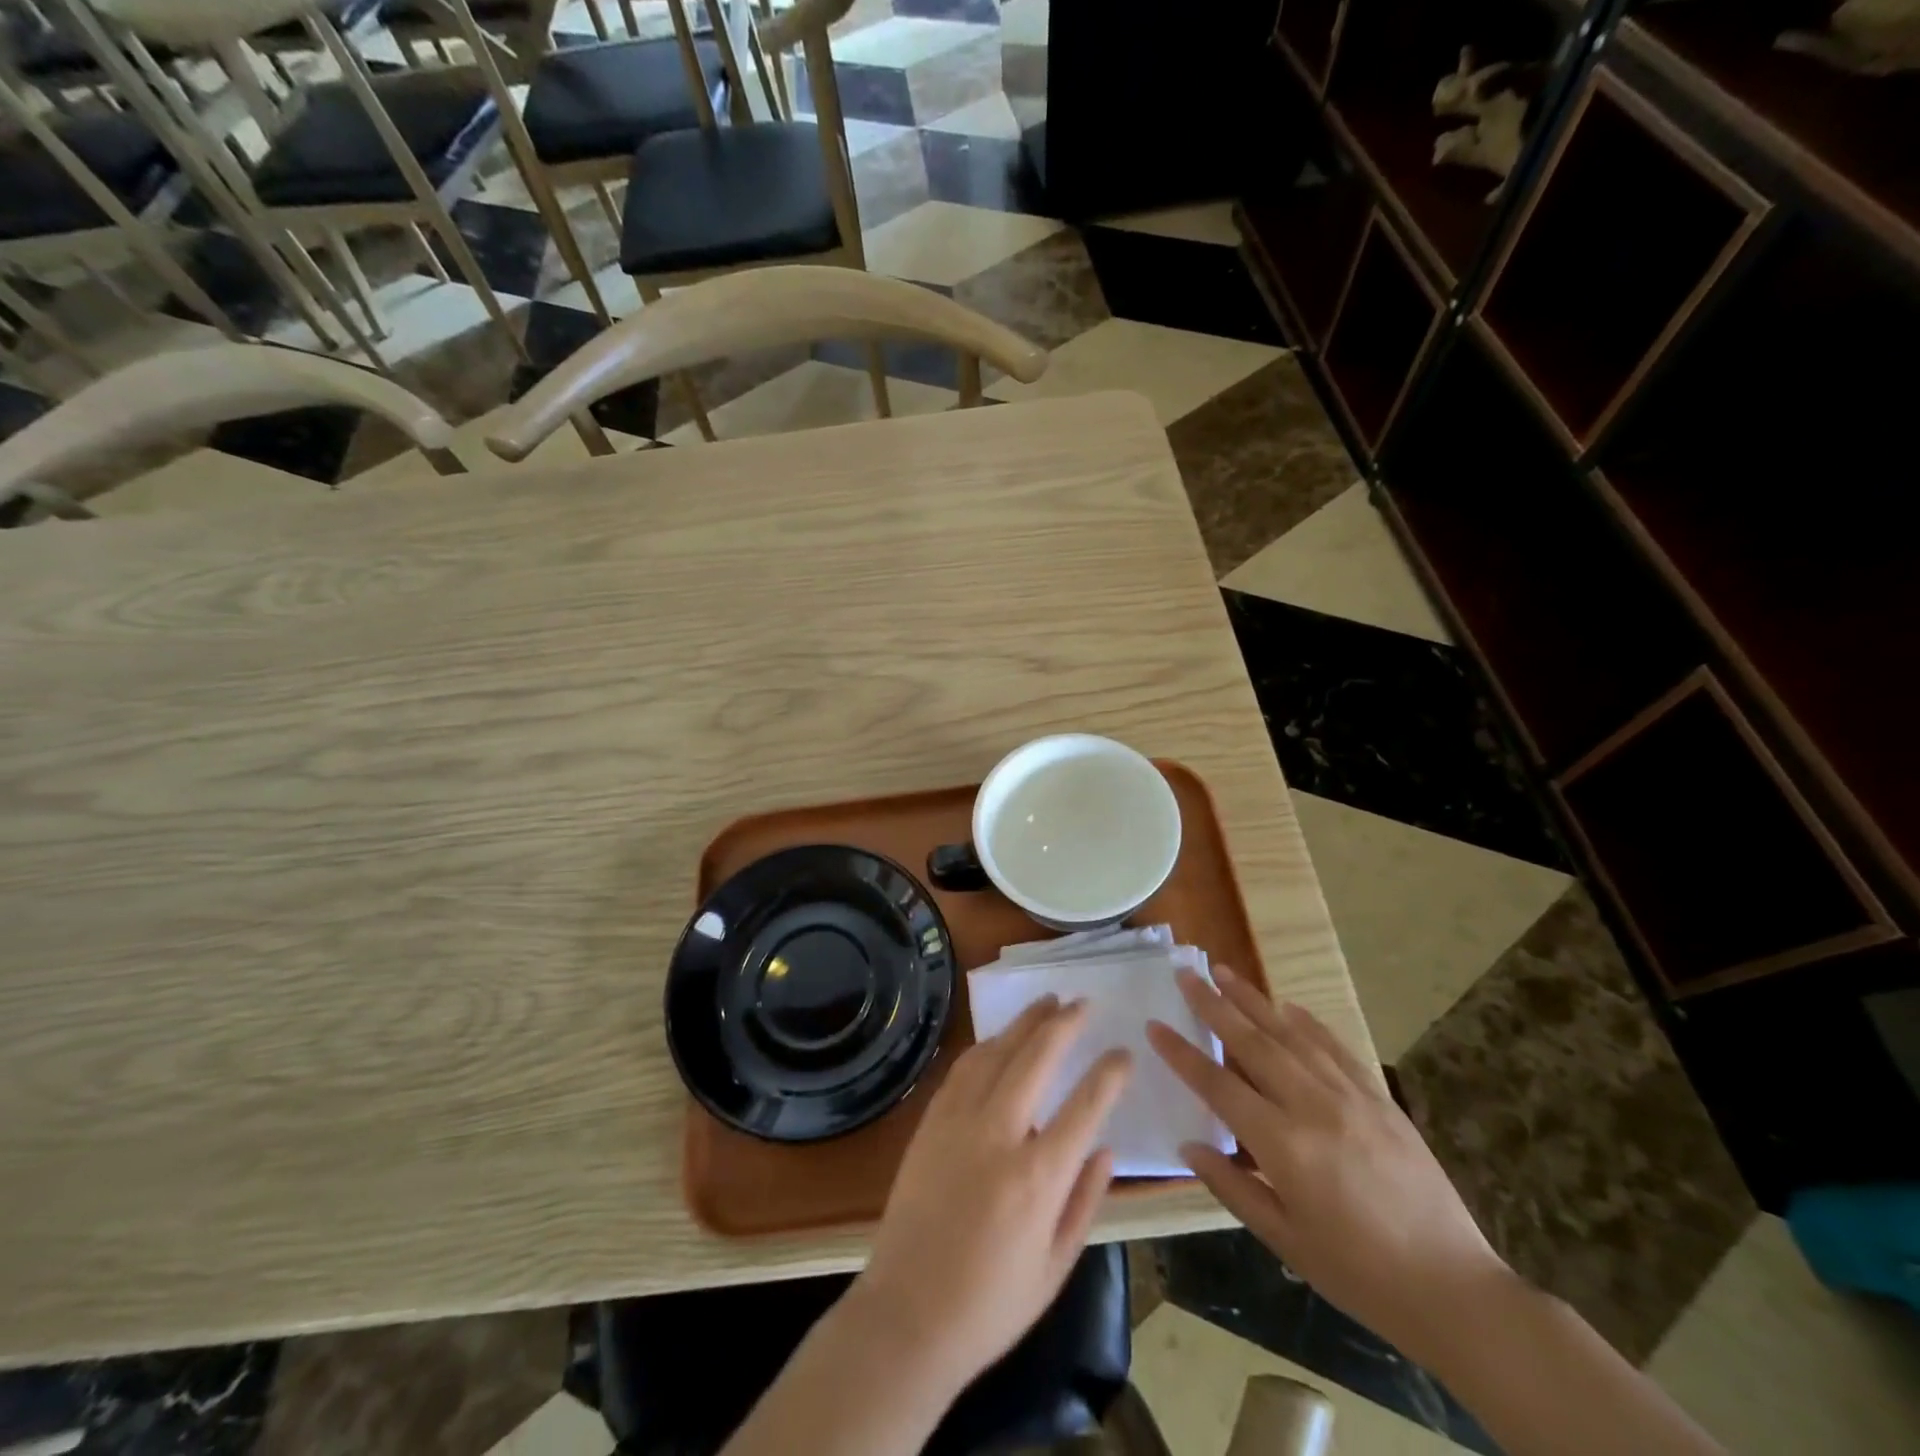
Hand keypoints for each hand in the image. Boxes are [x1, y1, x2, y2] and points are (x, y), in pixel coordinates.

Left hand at [849, 996, 1131, 1399]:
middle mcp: (998, 1135)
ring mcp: (958, 1122)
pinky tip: (999, 1039)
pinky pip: (963, 1069)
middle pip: (1036, 1058)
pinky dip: (987, 1045)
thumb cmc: (991, 1305)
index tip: (1123, 1052)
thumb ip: (1085, 1202)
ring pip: (996, 1052)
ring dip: (1024, 1023)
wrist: (907, 1315)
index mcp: (1037, 1177)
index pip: (1084, 1107)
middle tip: (1083, 1002)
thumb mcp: (1055, 1267)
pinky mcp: (930, 1122)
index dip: (1108, 1074)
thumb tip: (1106, 1149)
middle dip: (1064, 1024)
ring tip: (1046, 1003)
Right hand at [1147, 967, 1510, 1364]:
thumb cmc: (1358, 1274)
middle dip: (1214, 1004)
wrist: (1454, 1289)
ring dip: (1254, 1000)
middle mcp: (1312, 1106)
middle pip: (1252, 1042)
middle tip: (1186, 972)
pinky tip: (1288, 1006)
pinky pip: (1335, 1047)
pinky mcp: (1379, 1098)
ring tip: (1224, 972)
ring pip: (1290, 1034)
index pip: (1218, 1084)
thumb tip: (1190, 1144)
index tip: (1154, 1024)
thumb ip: (1232, 1187)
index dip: (1182, 1054)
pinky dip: (1308, 1022)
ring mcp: (1350, 1096)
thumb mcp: (1285, 1241)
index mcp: (1283, 1145)